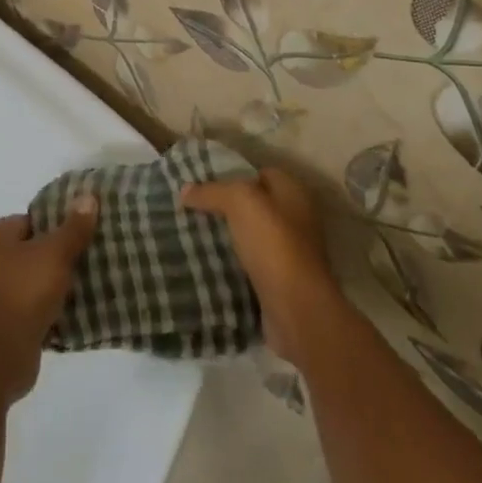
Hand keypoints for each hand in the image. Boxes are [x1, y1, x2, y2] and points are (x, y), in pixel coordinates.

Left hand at [0, 196, 98, 403]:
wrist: (0, 353)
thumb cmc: (24, 290)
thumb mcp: (55, 253)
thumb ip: (73, 227)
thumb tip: (88, 196)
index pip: (29, 221)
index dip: (56, 227)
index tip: (80, 236)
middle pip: (29, 252)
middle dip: (55, 258)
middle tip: (85, 262)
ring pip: (29, 282)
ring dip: (50, 287)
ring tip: (81, 289)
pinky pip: (26, 309)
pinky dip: (43, 311)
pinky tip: (67, 315)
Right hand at [182, 168, 341, 366]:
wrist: (297, 309)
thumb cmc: (273, 243)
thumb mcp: (238, 202)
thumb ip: (211, 191)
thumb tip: (184, 191)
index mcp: (293, 193)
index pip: (261, 173)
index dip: (234, 174)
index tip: (204, 183)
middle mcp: (296, 219)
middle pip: (256, 206)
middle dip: (227, 208)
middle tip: (194, 209)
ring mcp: (290, 253)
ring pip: (251, 236)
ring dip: (229, 237)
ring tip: (195, 234)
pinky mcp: (280, 282)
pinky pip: (251, 265)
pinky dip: (233, 264)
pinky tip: (209, 263)